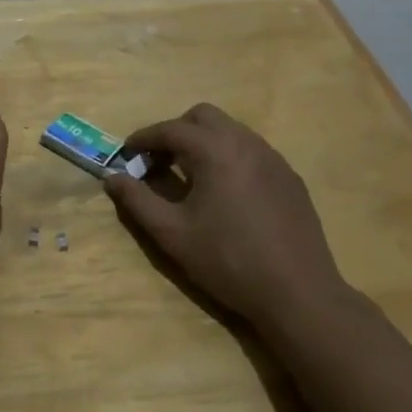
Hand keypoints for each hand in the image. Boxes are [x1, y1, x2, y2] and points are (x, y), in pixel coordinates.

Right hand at [105, 103, 353, 333]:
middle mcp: (244, 142)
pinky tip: (227, 192)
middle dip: (176, 131)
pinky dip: (230, 156)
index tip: (127, 154)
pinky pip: (252, 150)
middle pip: (202, 116)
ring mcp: (272, 157)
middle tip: (160, 162)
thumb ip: (137, 201)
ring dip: (204, 142)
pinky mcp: (290, 177)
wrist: (299, 294)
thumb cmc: (229, 262)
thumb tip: (112, 178)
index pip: (169, 129)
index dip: (143, 139)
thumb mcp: (173, 234)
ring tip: (191, 176)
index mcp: (214, 150)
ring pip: (230, 130)